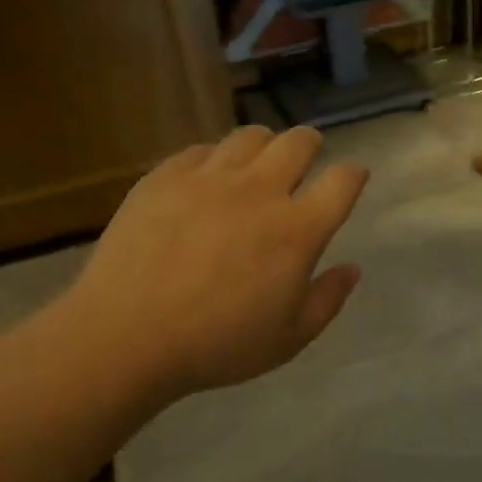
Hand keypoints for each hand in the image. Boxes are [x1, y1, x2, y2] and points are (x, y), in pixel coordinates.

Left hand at [63, 126, 367, 399]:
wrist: (127, 335)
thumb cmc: (217, 345)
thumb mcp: (288, 339)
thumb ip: (327, 300)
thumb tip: (352, 268)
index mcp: (296, 230)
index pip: (342, 182)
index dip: (353, 174)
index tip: (352, 177)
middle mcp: (259, 191)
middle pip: (298, 142)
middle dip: (311, 144)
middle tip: (307, 156)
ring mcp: (209, 178)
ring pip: (250, 136)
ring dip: (265, 145)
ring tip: (257, 163)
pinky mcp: (165, 176)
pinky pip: (201, 150)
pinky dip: (215, 159)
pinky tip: (207, 180)